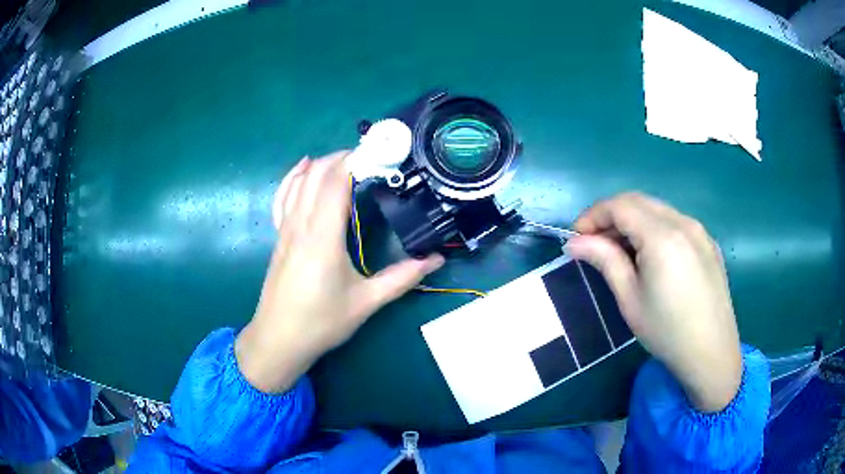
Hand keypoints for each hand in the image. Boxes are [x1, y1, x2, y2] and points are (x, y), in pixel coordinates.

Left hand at [235, 151, 443, 392]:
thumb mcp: (366, 302)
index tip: (381, 152)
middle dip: (343, 157)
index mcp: (322, 237)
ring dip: (322, 164)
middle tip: (373, 157)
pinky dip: (293, 177)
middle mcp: (300, 225)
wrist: (278, 340)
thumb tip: (435, 260)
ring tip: (346, 158)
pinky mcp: (279, 237)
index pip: (336, 182)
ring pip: (298, 182)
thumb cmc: (321, 322)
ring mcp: (285, 229)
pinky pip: (283, 197)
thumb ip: (402, 278)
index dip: (356, 160)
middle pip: (317, 175)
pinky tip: (303, 167)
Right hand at [564, 193, 741, 411]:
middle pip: (639, 201)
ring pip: (658, 209)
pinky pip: (675, 222)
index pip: (620, 206)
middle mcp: (683, 223)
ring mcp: (699, 231)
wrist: (712, 353)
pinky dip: (655, 228)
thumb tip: (575, 242)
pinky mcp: (708, 242)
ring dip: (633, 221)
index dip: (593, 215)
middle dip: (611, 216)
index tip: (577, 238)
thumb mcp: (630, 299)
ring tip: (622, 251)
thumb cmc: (666, 331)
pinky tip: (652, 257)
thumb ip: (604, 261)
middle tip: (596, 244)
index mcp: (662, 236)